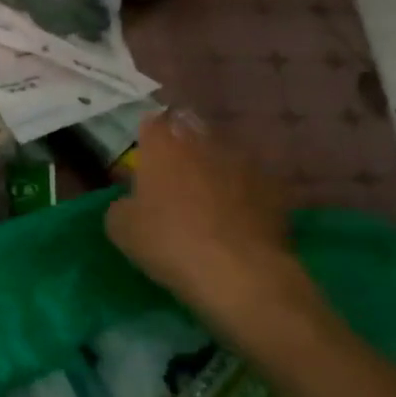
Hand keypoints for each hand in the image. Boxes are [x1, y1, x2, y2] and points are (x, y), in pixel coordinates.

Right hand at [105, 110, 320, 351]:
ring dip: (214, 168)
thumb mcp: (121, 228)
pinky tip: (237, 219)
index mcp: (163, 145)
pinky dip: (243, 194)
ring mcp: (244, 163)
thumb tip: (132, 202)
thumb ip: (122, 204)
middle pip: (191, 131)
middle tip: (174, 174)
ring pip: (224, 154)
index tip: (145, 158)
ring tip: (208, 197)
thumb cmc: (169, 242)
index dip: (148, 138)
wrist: (239, 273)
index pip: (152, 122)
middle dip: (182, 146)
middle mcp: (204, 143)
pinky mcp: (274, 189)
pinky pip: (251, 183)